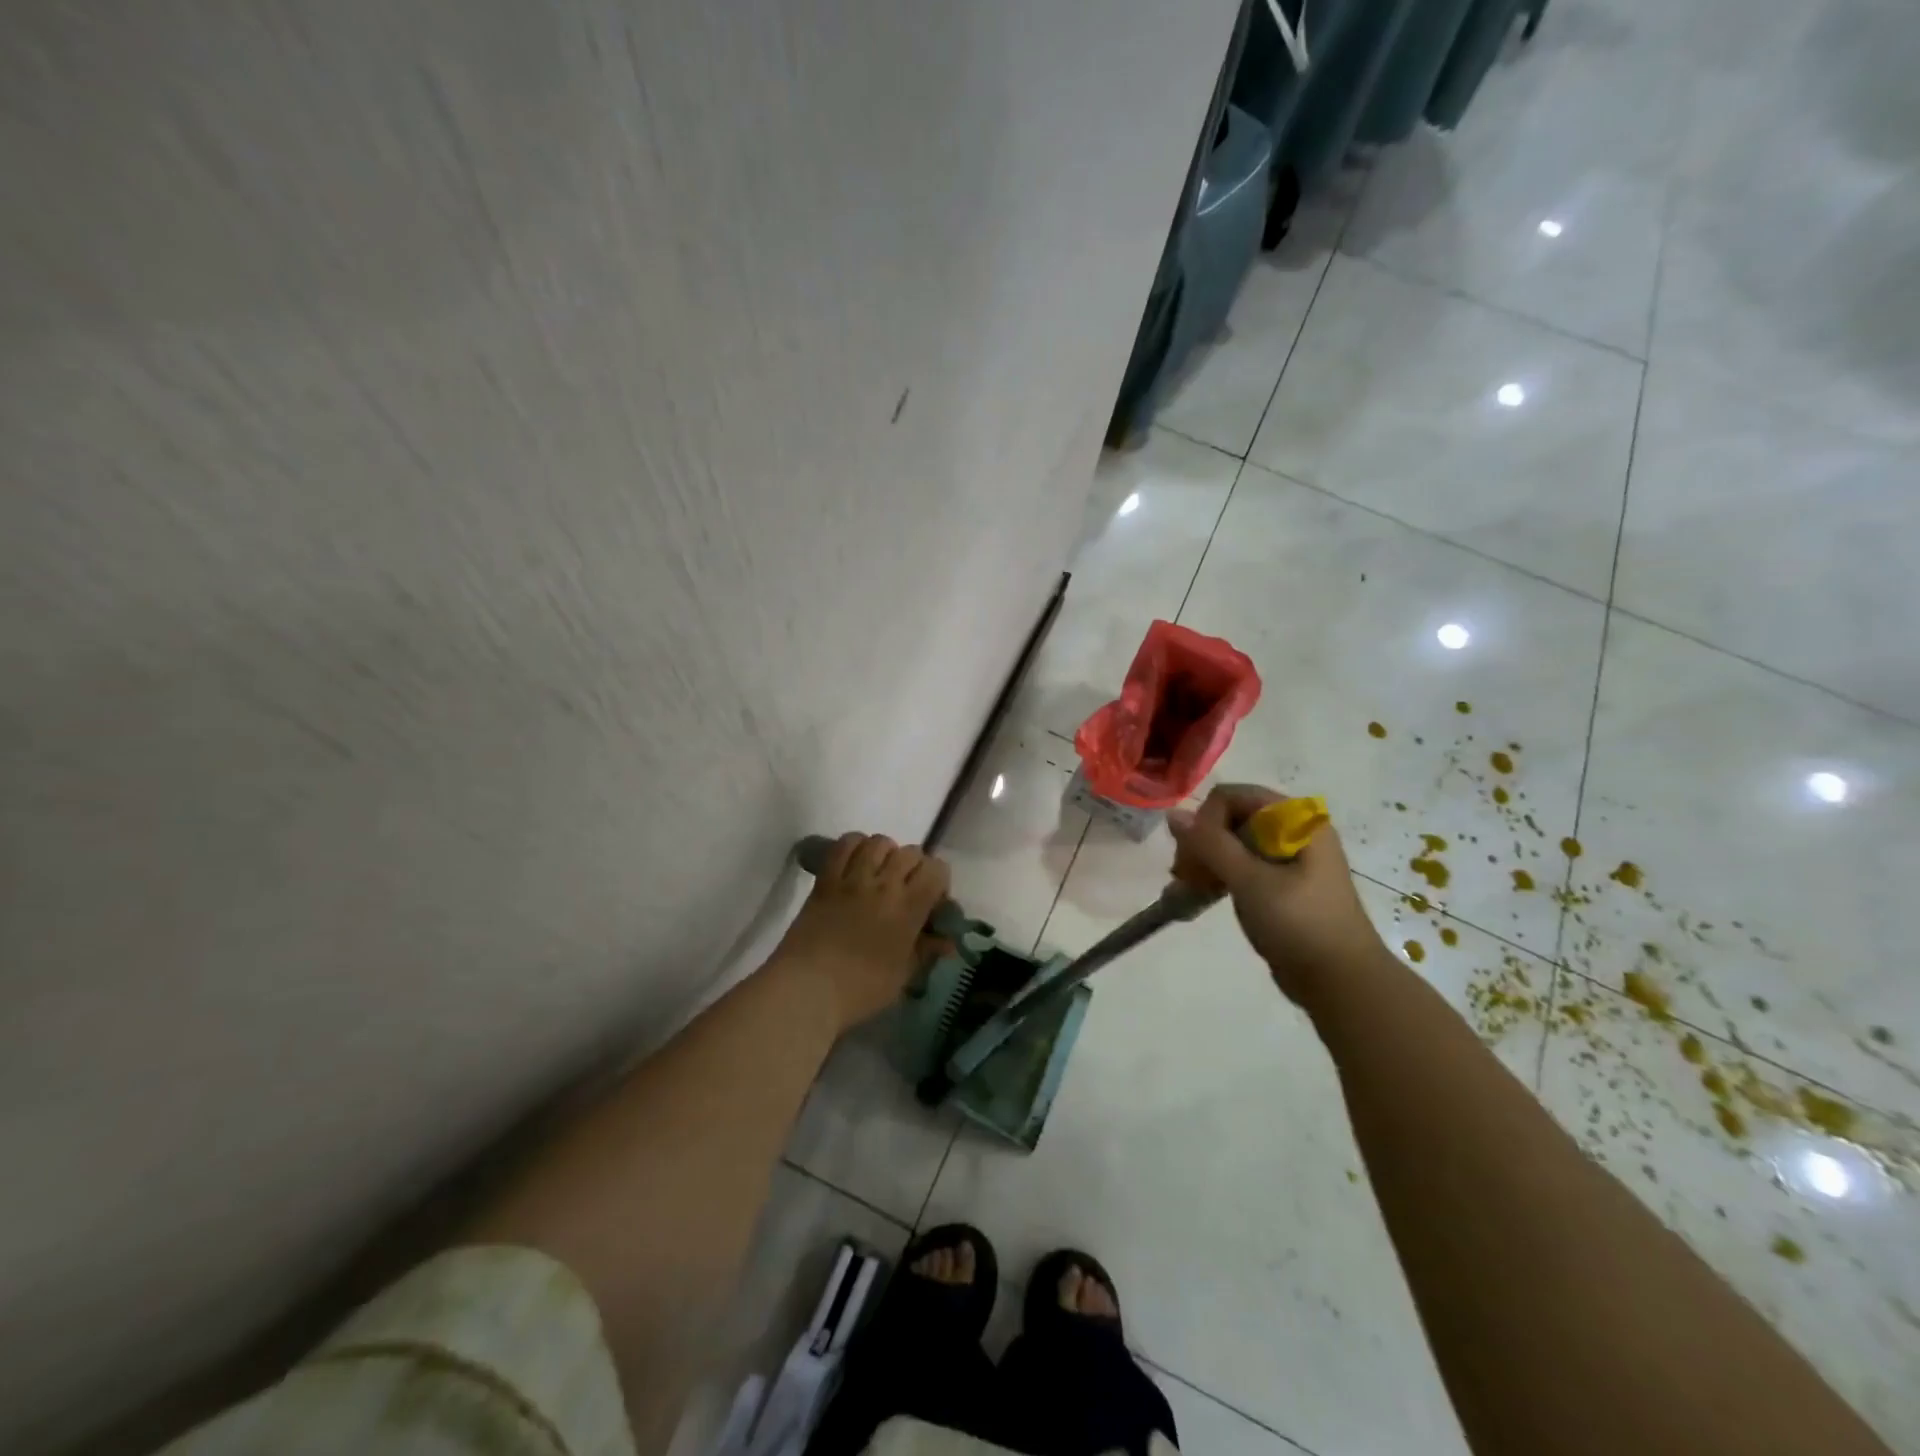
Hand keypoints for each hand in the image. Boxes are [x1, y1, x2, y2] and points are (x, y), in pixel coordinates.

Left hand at [772, 833, 951, 1034]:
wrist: (806, 990)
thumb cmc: (860, 990)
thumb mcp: (903, 976)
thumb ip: (926, 951)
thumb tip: (947, 941)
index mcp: (908, 908)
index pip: (937, 870)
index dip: (939, 881)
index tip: (932, 902)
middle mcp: (884, 884)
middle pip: (910, 852)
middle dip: (916, 867)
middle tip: (907, 889)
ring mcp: (852, 878)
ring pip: (879, 842)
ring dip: (886, 854)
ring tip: (881, 873)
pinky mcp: (826, 879)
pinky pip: (844, 845)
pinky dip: (855, 846)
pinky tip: (856, 863)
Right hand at [1167, 784, 1388, 1005]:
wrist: (1342, 982)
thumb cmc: (1299, 924)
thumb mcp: (1251, 881)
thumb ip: (1210, 844)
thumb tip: (1173, 814)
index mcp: (1296, 820)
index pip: (1233, 797)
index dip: (1206, 821)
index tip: (1193, 857)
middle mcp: (1294, 830)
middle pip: (1231, 818)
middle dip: (1202, 843)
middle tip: (1185, 877)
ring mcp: (1288, 858)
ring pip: (1233, 843)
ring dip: (1206, 861)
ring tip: (1188, 890)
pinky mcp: (1282, 883)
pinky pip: (1242, 865)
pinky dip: (1219, 876)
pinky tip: (1200, 895)